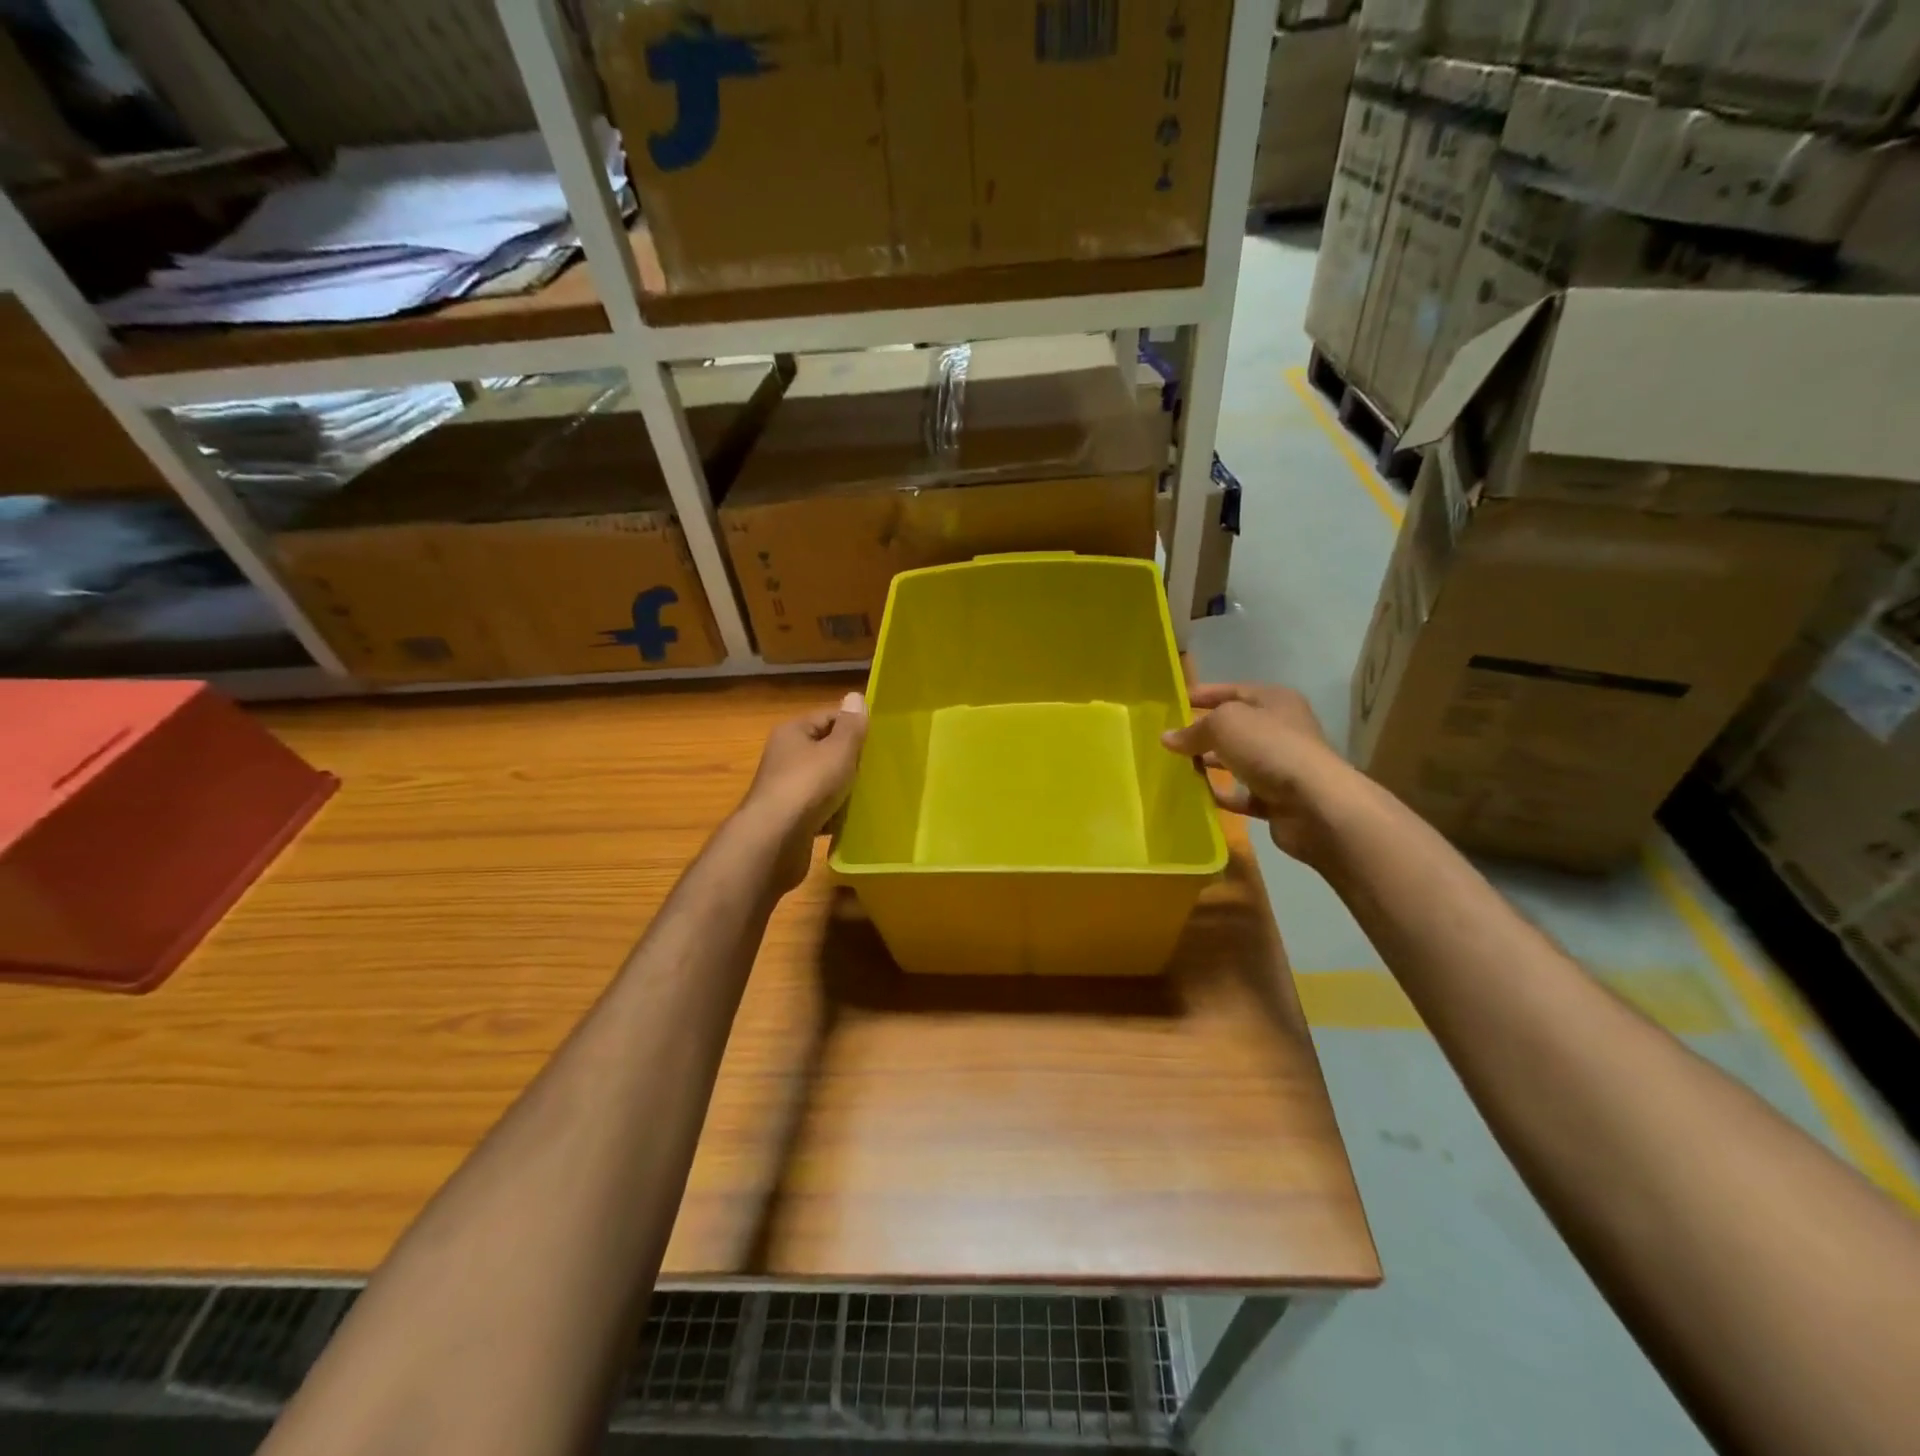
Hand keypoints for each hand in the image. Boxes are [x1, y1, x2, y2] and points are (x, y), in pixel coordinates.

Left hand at [737, 692, 868, 887]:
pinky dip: (833, 813)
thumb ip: (851, 726)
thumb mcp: (838, 750)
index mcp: (793, 732)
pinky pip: (818, 809)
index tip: (879, 740)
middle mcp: (785, 756)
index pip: (829, 717)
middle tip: (878, 768)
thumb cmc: (809, 785)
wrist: (775, 840)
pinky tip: (851, 820)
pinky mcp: (789, 817)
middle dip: (851, 759)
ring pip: (823, 781)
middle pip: (825, 749)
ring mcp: (786, 788)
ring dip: (843, 789)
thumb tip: (855, 696)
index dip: (854, 726)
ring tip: (870, 794)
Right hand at [1160, 683, 1354, 863]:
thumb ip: (1194, 729)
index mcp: (1274, 700)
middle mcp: (1280, 729)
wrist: (1315, 804)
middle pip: (1235, 727)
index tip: (1172, 704)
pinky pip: (1242, 794)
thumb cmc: (1270, 748)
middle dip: (1203, 732)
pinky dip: (1222, 794)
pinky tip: (1197, 796)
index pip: (1231, 690)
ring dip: (1211, 764)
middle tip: (1169, 740)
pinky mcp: (1277, 798)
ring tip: (1176, 768)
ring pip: (1237, 760)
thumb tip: (1167, 738)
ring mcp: (1280, 765)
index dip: (1202, 695)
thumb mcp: (1224, 725)